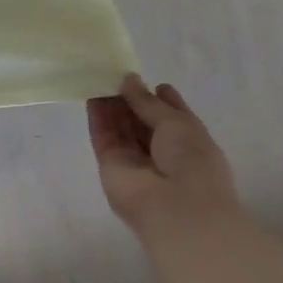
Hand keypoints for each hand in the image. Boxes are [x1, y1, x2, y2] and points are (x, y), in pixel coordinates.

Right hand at [87, 75, 240, 233]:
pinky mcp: (110, 164)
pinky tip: (91, 96)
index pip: (171, 116)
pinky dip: (98, 118)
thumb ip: (148, 101)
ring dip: (111, 105)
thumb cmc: (192, 162)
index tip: (144, 79)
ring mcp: (134, 159)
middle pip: (141, 121)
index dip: (159, 97)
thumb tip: (128, 79)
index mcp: (188, 142)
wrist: (176, 208)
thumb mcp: (177, 123)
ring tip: (98, 78)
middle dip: (130, 99)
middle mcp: (161, 151)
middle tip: (113, 74)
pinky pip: (103, 136)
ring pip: (120, 127)